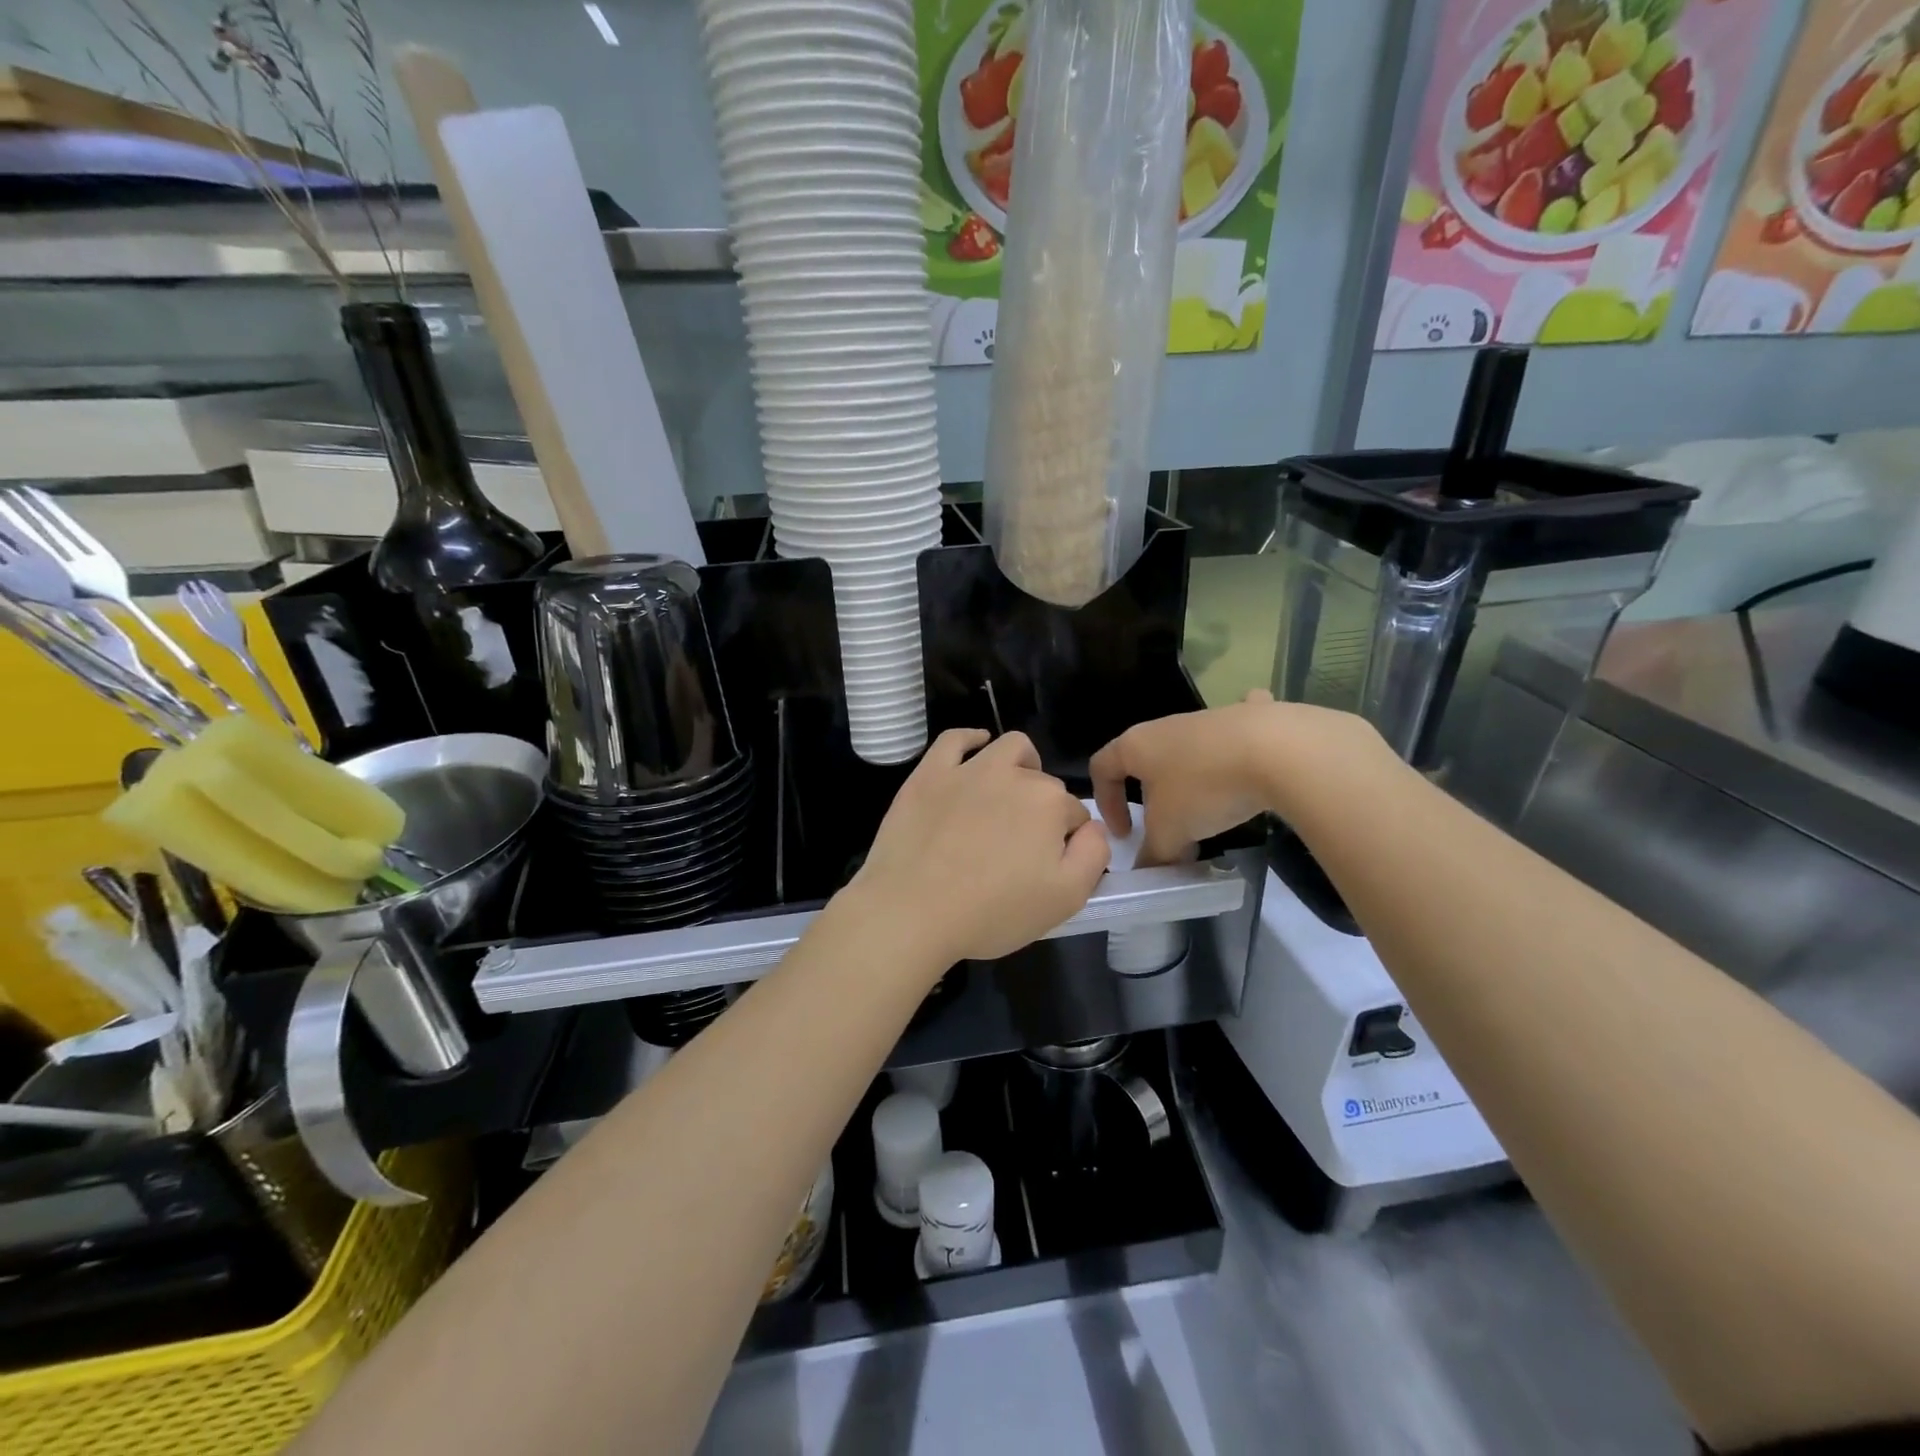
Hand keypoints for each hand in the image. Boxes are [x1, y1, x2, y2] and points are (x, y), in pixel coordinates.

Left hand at [849, 729, 1109, 965]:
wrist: (912, 910)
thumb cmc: (992, 911)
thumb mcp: (1065, 899)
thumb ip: (1093, 855)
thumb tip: (1095, 827)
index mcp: (1050, 804)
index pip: (1075, 815)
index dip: (1068, 841)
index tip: (1049, 867)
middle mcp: (1013, 775)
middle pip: (1043, 784)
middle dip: (1043, 809)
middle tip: (1023, 848)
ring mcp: (968, 770)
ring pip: (1009, 748)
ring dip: (1021, 764)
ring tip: (1012, 793)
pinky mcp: (929, 773)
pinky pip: (955, 739)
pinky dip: (971, 739)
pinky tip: (976, 749)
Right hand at [1090, 692, 1383, 865]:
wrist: (1277, 750)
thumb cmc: (1204, 788)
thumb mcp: (1170, 833)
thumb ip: (1154, 854)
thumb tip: (1149, 870)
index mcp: (1136, 745)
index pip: (1102, 767)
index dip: (1105, 803)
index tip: (1126, 835)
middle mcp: (1167, 726)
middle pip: (1146, 761)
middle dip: (1152, 797)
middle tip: (1168, 830)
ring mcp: (1209, 718)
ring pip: (1188, 750)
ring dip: (1191, 781)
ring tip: (1212, 813)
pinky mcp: (1250, 716)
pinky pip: (1234, 734)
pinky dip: (1237, 748)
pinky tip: (1253, 764)